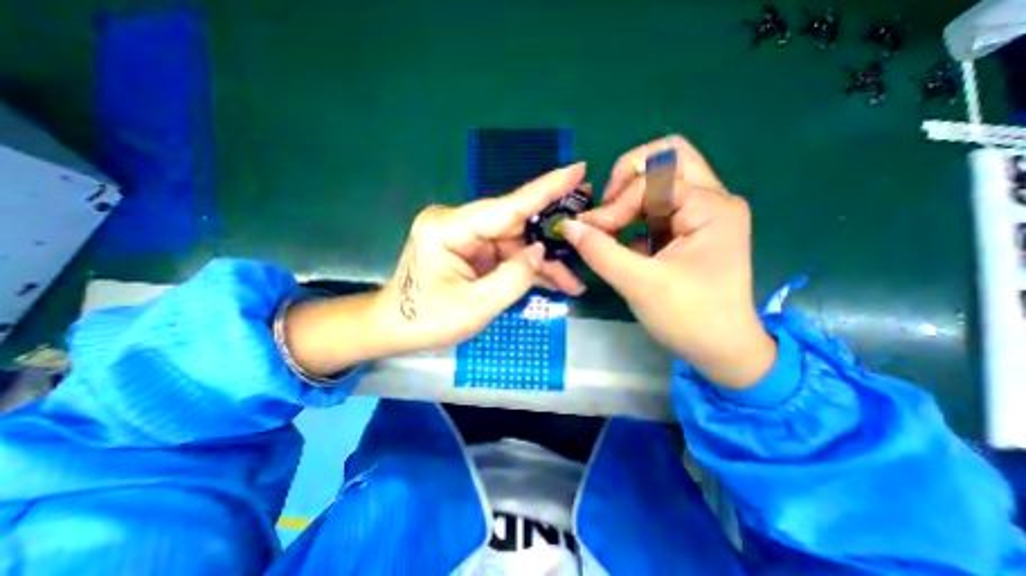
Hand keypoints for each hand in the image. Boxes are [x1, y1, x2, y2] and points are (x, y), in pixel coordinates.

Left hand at [376, 164, 587, 354]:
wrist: (396, 328)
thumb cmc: (428, 320)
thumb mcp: (476, 306)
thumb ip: (514, 278)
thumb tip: (540, 251)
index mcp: (449, 228)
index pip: (507, 206)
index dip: (545, 189)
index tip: (577, 170)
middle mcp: (457, 223)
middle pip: (515, 226)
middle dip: (551, 236)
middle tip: (589, 230)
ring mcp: (464, 236)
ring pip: (515, 243)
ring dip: (541, 262)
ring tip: (573, 279)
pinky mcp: (469, 250)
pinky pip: (505, 255)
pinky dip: (526, 268)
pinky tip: (551, 281)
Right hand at [561, 135, 778, 388]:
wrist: (722, 350)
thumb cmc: (689, 318)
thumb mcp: (639, 283)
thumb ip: (599, 251)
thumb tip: (567, 225)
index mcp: (711, 207)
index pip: (651, 181)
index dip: (615, 204)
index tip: (591, 232)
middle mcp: (712, 200)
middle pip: (666, 157)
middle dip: (627, 178)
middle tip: (606, 206)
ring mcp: (702, 214)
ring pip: (660, 180)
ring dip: (627, 198)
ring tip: (607, 224)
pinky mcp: (689, 230)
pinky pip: (657, 206)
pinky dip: (633, 214)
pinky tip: (619, 237)